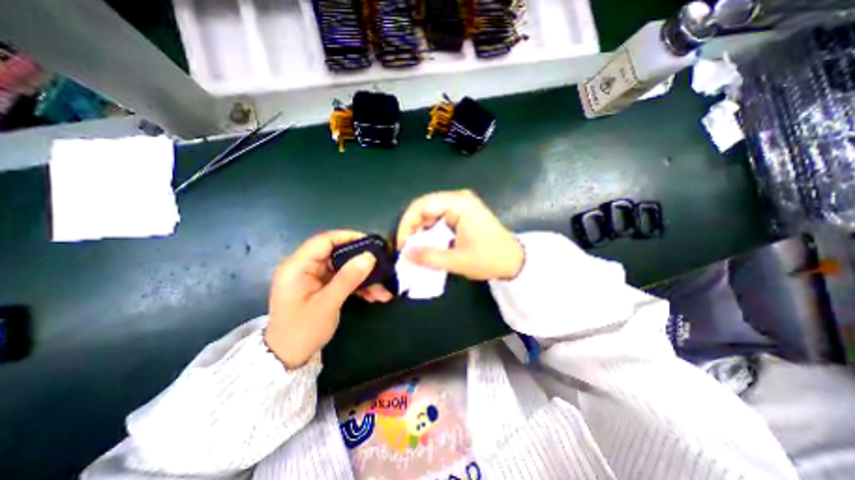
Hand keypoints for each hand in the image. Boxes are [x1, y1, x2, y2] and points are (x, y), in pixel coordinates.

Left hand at [264, 230, 389, 369]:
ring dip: (364, 278)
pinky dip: (359, 286)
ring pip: (344, 268)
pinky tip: (375, 295)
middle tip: (382, 265)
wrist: (287, 359)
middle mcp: (306, 267)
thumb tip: (369, 257)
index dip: (348, 237)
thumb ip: (347, 279)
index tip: (370, 243)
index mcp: (297, 266)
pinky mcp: (323, 287)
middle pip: (338, 254)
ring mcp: (315, 278)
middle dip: (361, 261)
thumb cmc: (301, 331)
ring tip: (383, 289)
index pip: (324, 240)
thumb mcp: (326, 305)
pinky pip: (344, 280)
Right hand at [395, 189, 524, 281]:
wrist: (514, 260)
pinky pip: (439, 217)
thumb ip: (428, 257)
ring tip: (415, 247)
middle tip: (407, 247)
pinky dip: (430, 230)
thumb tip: (405, 254)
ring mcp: (462, 204)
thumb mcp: (457, 261)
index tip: (402, 245)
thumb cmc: (489, 259)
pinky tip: (428, 243)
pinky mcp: (463, 212)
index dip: (407, 224)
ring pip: (430, 212)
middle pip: (424, 206)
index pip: (422, 206)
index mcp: (459, 203)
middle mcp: (458, 198)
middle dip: (412, 227)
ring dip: (420, 229)